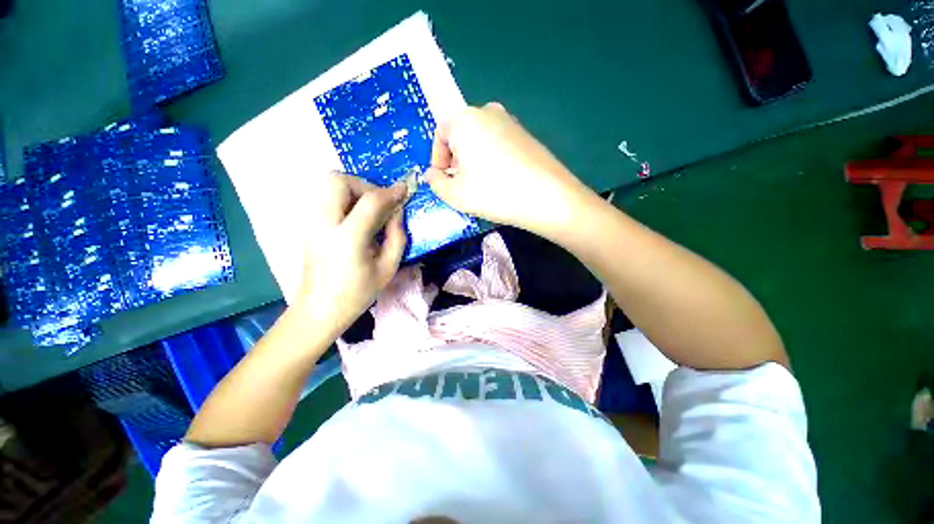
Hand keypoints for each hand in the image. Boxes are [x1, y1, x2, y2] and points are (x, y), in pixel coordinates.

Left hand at [293, 172, 408, 340]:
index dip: (390, 192)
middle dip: (364, 185)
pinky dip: (344, 198)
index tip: (403, 190)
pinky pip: (326, 197)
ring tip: (369, 210)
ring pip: (328, 185)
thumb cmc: (358, 292)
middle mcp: (324, 223)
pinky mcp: (307, 224)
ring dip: (353, 190)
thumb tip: (398, 212)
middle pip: (338, 180)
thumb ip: (397, 237)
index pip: (370, 202)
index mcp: (348, 238)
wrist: (320, 308)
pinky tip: (356, 218)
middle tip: (379, 203)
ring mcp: (311, 222)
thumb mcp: (388, 268)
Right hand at [426, 102, 597, 237]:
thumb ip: (436, 183)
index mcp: (464, 120)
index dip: (437, 158)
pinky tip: (500, 179)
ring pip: (480, 138)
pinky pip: (499, 142)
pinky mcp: (526, 133)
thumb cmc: (494, 193)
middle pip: (461, 134)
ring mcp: (510, 121)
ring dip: (473, 159)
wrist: (546, 196)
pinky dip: (492, 158)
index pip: (440, 134)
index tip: (442, 179)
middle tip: (459, 183)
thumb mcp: (456, 194)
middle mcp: (487, 111)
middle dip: (455, 158)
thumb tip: (432, 175)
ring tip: (479, 184)